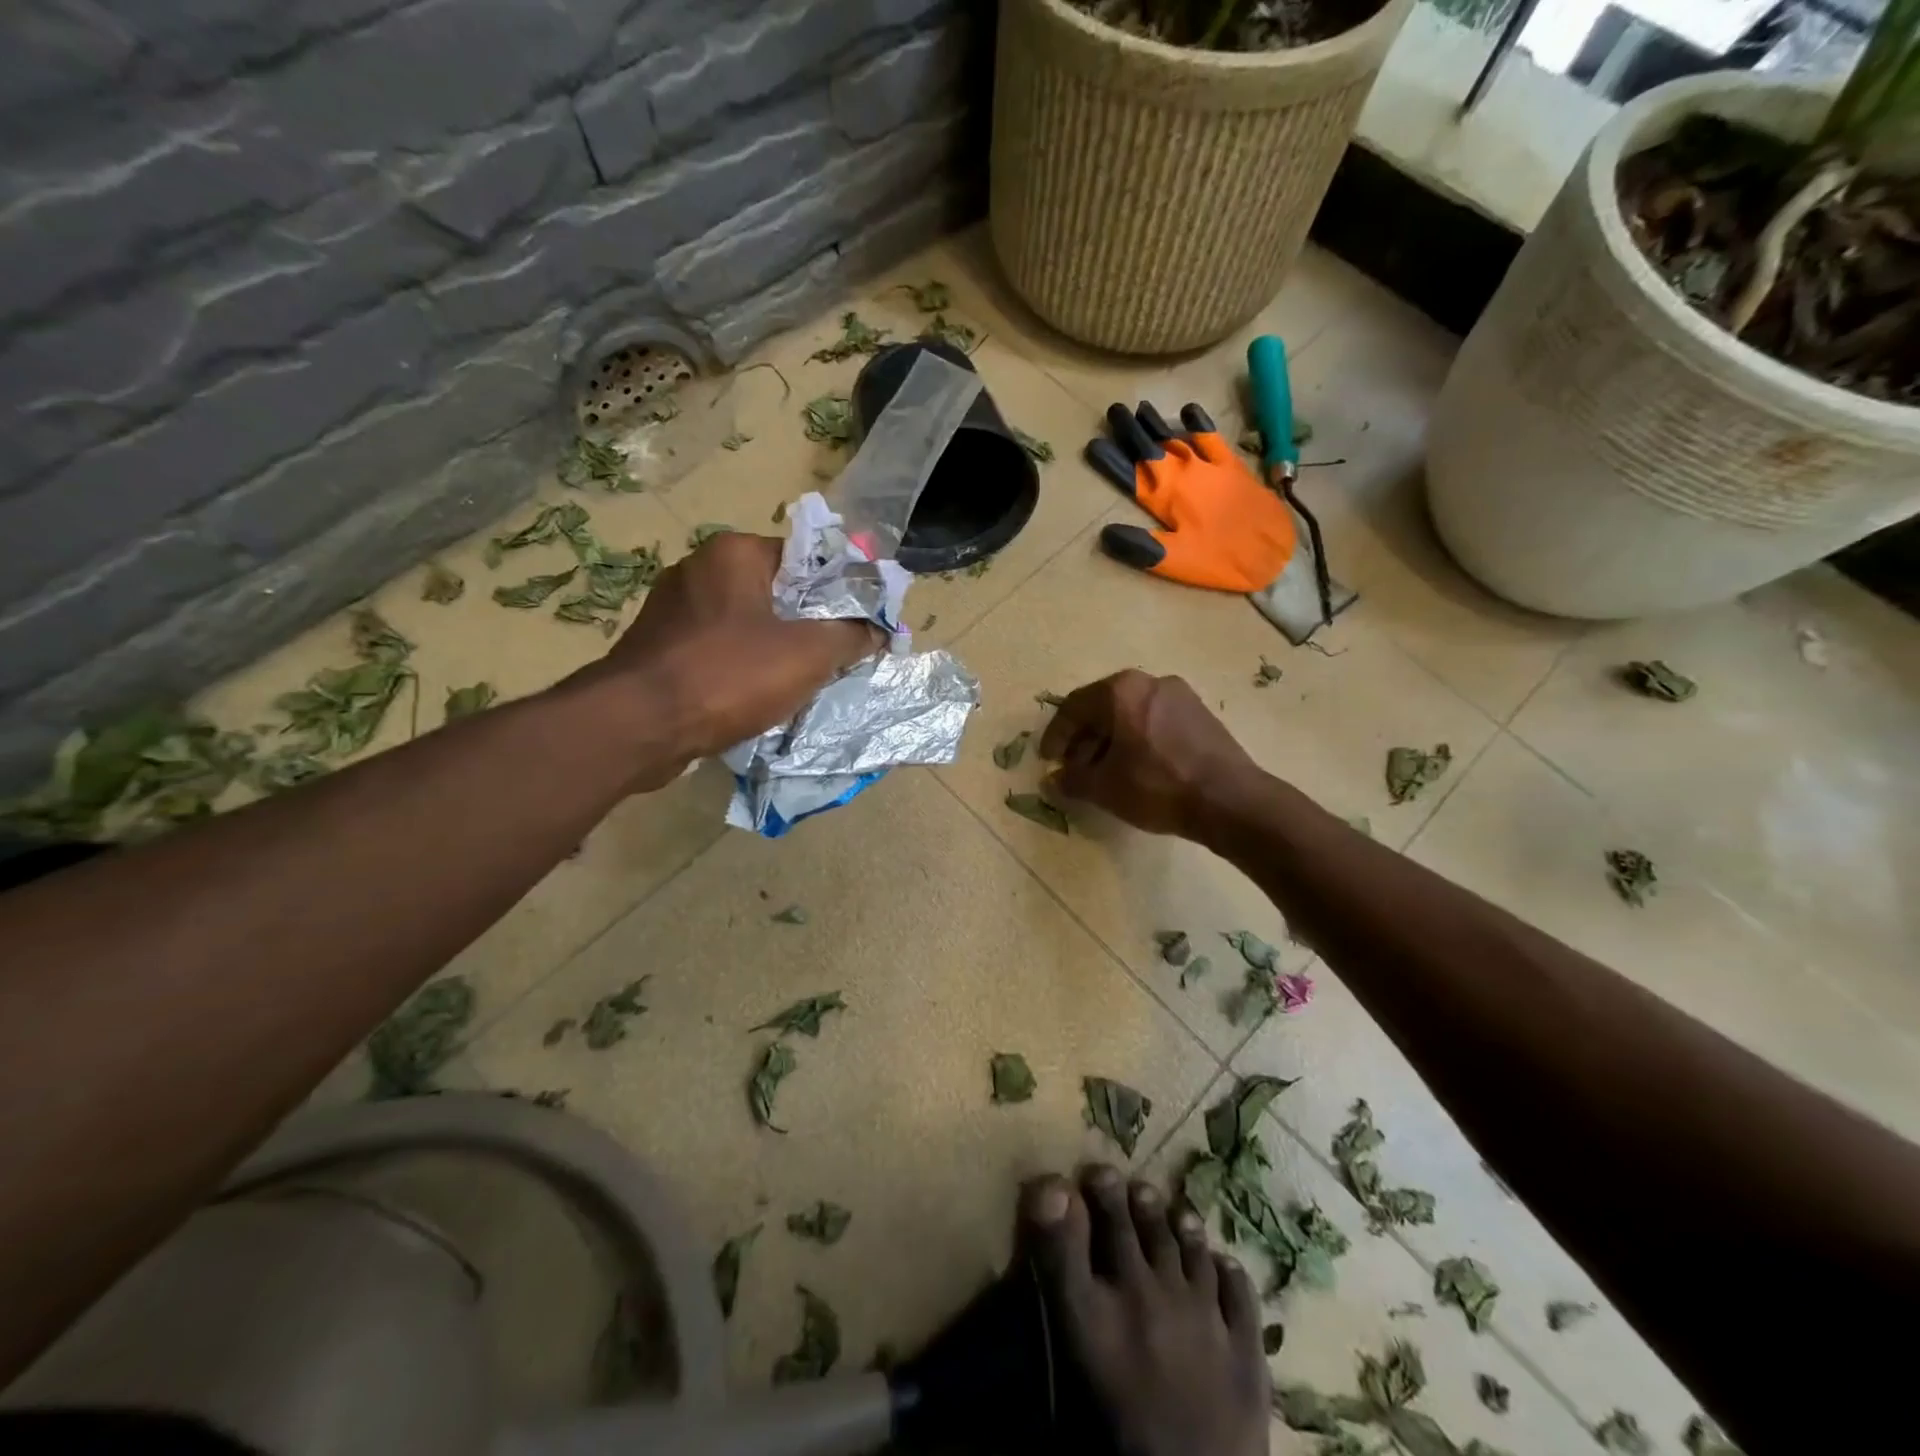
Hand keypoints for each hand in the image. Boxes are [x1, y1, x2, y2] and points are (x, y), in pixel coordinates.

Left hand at [604, 532, 881, 789]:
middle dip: (809, 625)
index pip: (805, 559)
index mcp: (733, 553)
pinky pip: (717, 651)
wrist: (639, 726)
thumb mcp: (808, 654)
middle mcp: (698, 570)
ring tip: (804, 682)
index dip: (840, 591)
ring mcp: (672, 610)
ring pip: (746, 625)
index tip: (861, 624)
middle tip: (838, 657)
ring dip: (776, 651)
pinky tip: (758, 698)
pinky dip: (741, 669)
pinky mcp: (658, 648)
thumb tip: (878, 629)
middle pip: (776, 592)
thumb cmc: (729, 675)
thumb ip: (850, 635)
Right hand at [1038, 670, 1259, 838]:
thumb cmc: (1157, 786)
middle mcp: (1150, 681)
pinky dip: (1137, 739)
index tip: (1048, 761)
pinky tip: (1137, 768)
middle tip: (1075, 767)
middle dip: (1084, 738)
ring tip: (1104, 772)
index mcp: (1121, 690)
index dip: (1056, 736)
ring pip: (1131, 713)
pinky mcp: (1201, 714)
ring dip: (1111, 740)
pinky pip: (1155, 720)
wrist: (1229, 800)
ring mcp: (1180, 695)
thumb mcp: (1105, 788)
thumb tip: (1053, 779)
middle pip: (1103, 707)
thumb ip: (1072, 780)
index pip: (1074, 707)